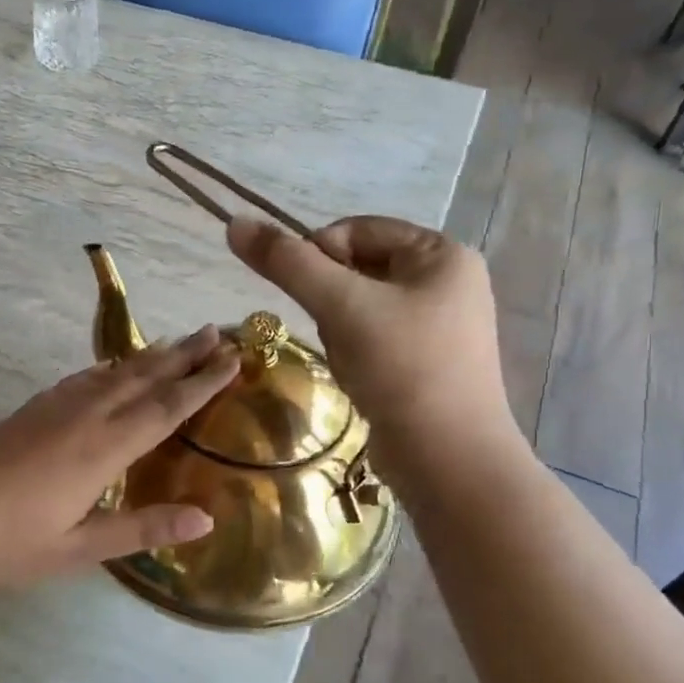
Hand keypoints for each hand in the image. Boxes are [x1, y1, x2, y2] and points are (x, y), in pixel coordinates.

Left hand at [0, 327, 239, 586]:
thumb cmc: (6, 542)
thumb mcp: (78, 550)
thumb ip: (141, 529)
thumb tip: (206, 520)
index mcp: (102, 450)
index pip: (166, 408)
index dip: (202, 383)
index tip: (234, 359)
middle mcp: (84, 417)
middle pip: (144, 377)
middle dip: (185, 354)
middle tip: (220, 330)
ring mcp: (55, 408)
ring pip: (114, 371)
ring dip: (152, 354)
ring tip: (179, 340)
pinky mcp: (32, 409)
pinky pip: (83, 378)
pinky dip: (110, 366)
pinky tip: (113, 365)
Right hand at [227, 215, 516, 477]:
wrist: (447, 459)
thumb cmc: (401, 368)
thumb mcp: (341, 306)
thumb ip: (287, 263)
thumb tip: (235, 223)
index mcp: (442, 254)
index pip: (358, 230)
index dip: (318, 255)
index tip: (306, 297)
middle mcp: (448, 282)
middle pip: (359, 269)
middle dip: (332, 302)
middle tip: (335, 334)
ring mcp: (442, 325)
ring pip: (362, 308)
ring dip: (341, 331)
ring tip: (354, 364)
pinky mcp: (429, 362)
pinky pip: (376, 340)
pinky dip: (358, 354)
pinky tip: (362, 380)